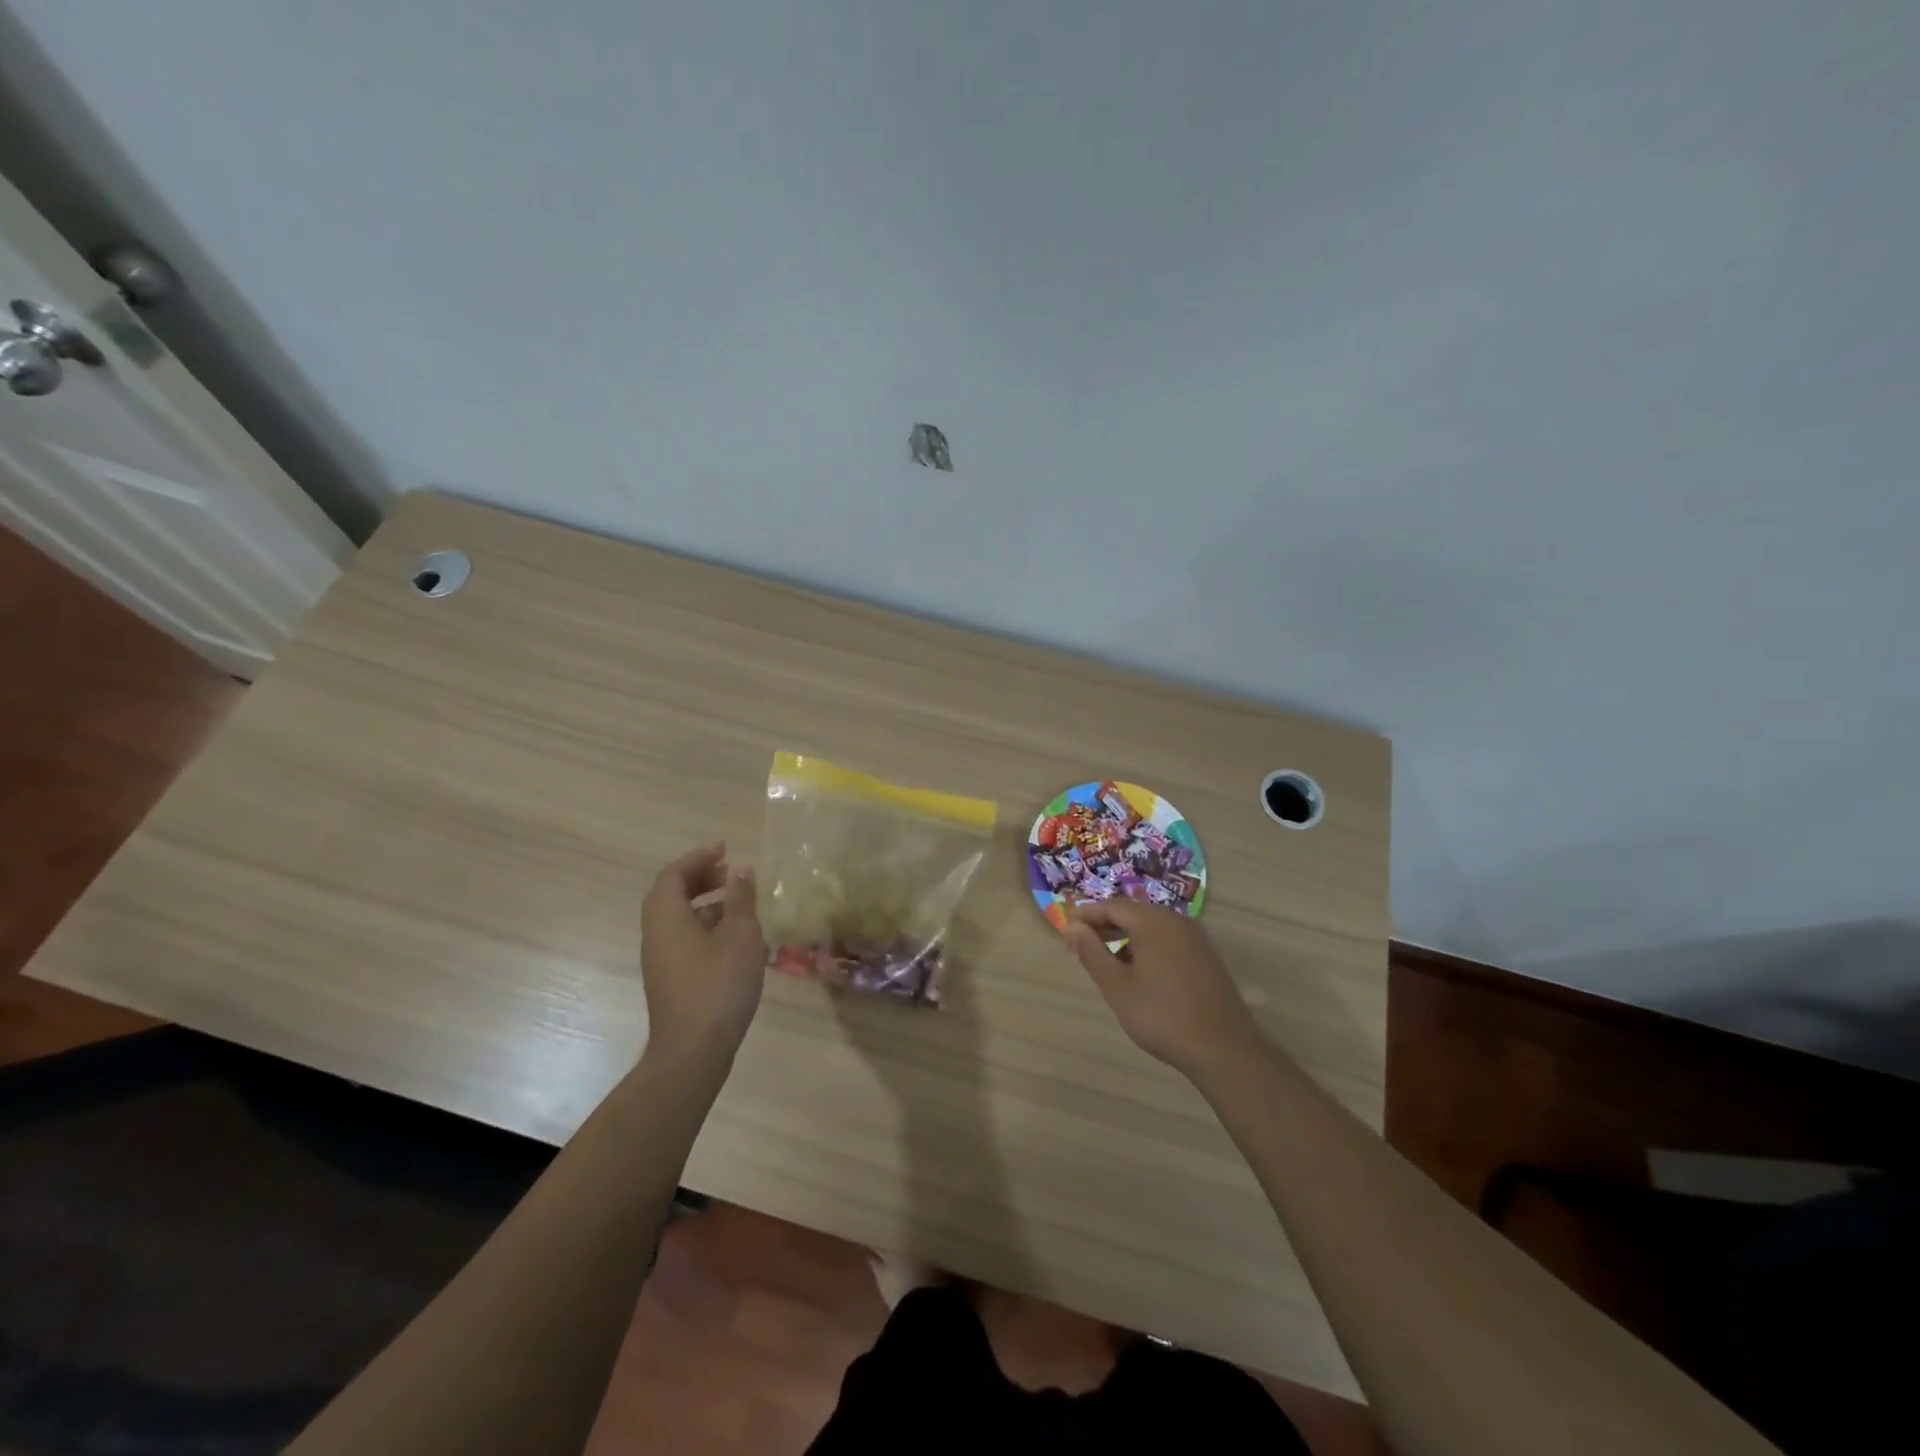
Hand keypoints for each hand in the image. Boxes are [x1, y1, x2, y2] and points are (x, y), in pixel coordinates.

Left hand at [640, 842, 765, 1061]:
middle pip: (671, 893)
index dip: (699, 858)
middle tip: (730, 872)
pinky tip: (732, 938)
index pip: (674, 874)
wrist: (693, 1050)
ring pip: (677, 918)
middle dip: (700, 877)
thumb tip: (741, 869)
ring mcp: (660, 959)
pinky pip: (683, 937)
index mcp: (666, 916)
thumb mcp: (740, 934)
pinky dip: (704, 925)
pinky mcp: (670, 979)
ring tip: (737, 902)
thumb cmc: (718, 984)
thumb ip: (740, 898)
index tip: (725, 849)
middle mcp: (655, 933)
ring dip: (703, 902)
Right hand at [1064, 900, 1264, 1079]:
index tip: (1066, 932)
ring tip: (1107, 960)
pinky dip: (1147, 946)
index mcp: (1152, 922)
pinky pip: (1168, 939)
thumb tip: (1072, 927)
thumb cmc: (1162, 1016)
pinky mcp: (1206, 956)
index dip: (1086, 916)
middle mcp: (1176, 920)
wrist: (1224, 1049)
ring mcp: (1195, 937)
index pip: (1111, 906)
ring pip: (1151, 926)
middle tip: (1082, 945)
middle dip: (1105, 924)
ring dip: (1126, 936)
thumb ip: (1092, 953)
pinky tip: (1139, 971)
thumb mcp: (1117, 987)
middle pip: (1132, 912)